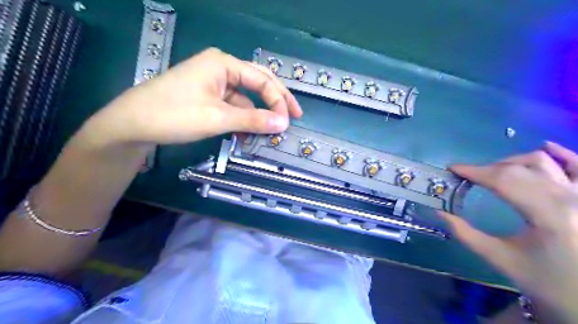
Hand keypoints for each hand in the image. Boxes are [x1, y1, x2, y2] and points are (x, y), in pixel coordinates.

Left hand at [85, 46, 302, 146]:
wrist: (132, 124)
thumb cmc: (174, 114)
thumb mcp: (218, 118)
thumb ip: (253, 120)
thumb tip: (283, 123)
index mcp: (224, 64)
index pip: (263, 80)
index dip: (279, 101)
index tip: (289, 121)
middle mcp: (221, 68)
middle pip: (258, 83)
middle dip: (276, 101)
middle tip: (294, 116)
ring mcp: (214, 83)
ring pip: (246, 99)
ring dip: (257, 117)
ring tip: (267, 134)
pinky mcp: (208, 97)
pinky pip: (233, 108)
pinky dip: (242, 121)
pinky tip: (246, 136)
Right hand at [441, 143, 575, 321]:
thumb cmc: (548, 282)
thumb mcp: (501, 259)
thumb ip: (466, 234)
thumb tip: (439, 212)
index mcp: (549, 216)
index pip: (503, 180)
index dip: (474, 171)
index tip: (452, 169)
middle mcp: (572, 198)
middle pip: (519, 169)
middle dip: (487, 169)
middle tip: (469, 176)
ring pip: (544, 162)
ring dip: (513, 161)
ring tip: (495, 171)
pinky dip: (561, 154)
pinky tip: (545, 148)